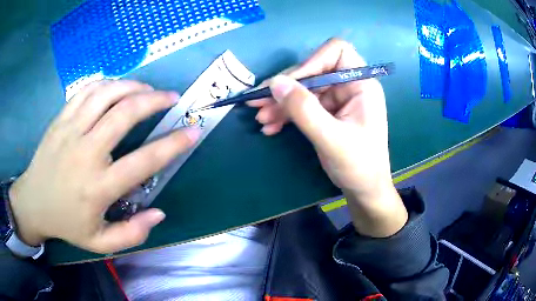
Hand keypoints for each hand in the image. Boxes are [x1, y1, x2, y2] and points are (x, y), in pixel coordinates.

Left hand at [9, 80, 200, 252]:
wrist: (33, 202)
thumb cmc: (67, 223)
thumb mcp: (100, 243)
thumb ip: (132, 234)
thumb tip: (159, 213)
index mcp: (98, 188)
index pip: (143, 162)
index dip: (173, 145)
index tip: (193, 132)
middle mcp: (86, 153)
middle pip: (124, 114)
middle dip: (154, 100)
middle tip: (171, 97)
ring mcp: (70, 130)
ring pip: (106, 94)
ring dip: (132, 86)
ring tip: (147, 89)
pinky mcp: (61, 119)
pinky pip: (87, 90)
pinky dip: (108, 83)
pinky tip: (117, 87)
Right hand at [248, 38, 407, 236]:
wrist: (364, 190)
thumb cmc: (359, 165)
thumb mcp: (331, 139)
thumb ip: (304, 110)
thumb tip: (275, 83)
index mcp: (361, 84)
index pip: (337, 51)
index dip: (312, 61)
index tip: (292, 83)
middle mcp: (349, 85)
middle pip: (312, 71)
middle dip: (286, 88)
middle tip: (258, 103)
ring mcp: (337, 99)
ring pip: (303, 89)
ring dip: (281, 103)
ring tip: (262, 119)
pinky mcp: (326, 112)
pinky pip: (302, 105)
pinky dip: (286, 114)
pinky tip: (271, 126)